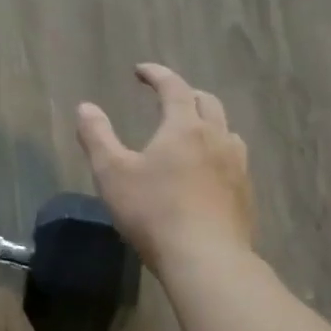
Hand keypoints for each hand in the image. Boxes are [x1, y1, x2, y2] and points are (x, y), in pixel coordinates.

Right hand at [76, 63, 253, 272]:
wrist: (206, 259)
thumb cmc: (153, 212)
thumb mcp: (112, 173)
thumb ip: (97, 137)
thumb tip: (85, 107)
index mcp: (184, 127)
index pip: (174, 87)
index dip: (157, 74)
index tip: (141, 71)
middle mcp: (216, 138)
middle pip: (207, 103)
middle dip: (186, 94)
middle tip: (167, 99)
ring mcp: (237, 166)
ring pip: (226, 131)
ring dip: (207, 123)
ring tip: (191, 133)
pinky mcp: (245, 194)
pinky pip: (234, 160)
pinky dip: (218, 152)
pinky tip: (207, 172)